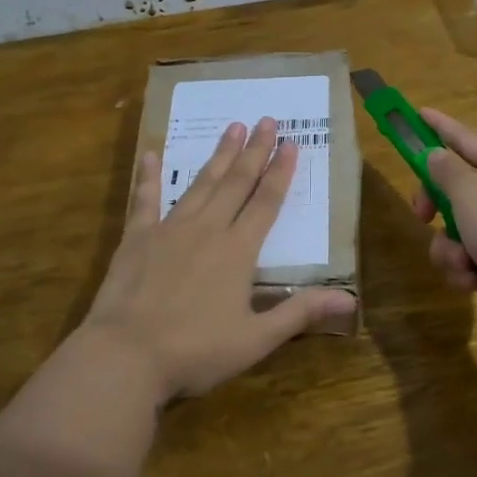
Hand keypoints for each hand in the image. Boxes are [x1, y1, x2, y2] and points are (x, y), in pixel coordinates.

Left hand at [79, 117, 355, 403]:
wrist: (125, 356)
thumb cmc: (196, 351)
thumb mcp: (256, 339)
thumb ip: (300, 313)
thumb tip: (350, 299)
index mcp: (238, 251)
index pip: (266, 202)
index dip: (281, 172)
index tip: (291, 143)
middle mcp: (208, 229)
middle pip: (237, 183)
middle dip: (254, 150)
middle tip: (266, 120)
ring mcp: (169, 229)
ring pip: (201, 184)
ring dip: (219, 155)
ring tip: (232, 127)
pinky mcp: (136, 239)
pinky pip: (145, 199)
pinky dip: (149, 176)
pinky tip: (152, 154)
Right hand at [410, 108, 476, 342]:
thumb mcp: (469, 192)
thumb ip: (446, 171)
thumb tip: (437, 156)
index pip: (466, 139)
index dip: (440, 127)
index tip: (418, 114)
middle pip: (457, 189)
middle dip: (435, 206)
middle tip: (422, 215)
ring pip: (458, 230)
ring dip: (450, 248)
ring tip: (462, 261)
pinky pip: (470, 259)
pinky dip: (466, 270)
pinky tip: (474, 280)